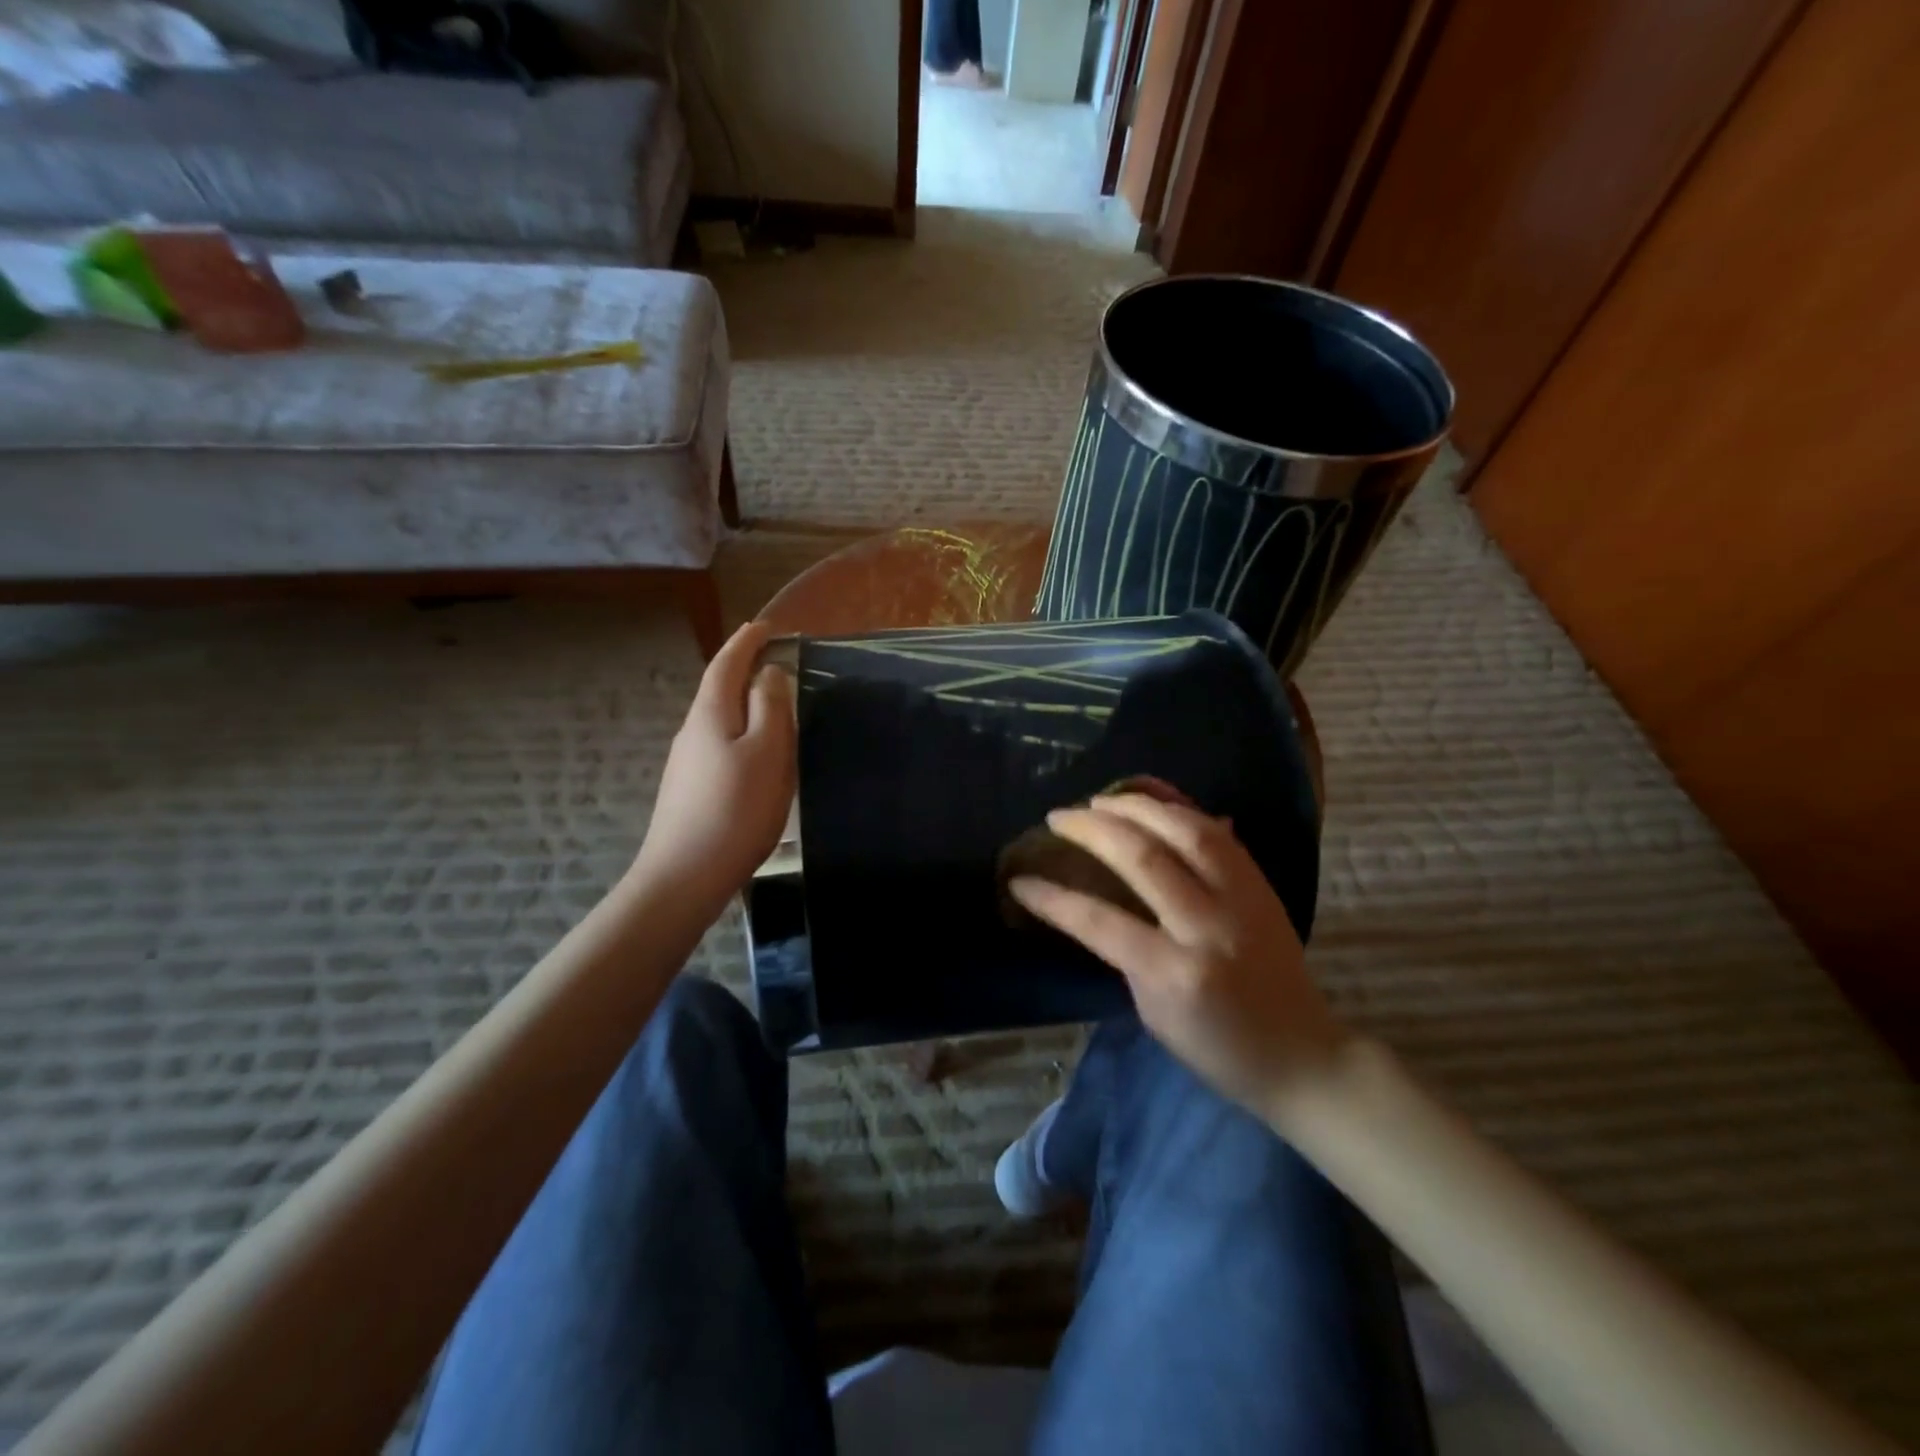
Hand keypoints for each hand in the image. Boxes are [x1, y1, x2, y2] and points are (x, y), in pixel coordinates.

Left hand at [631, 621, 794, 912]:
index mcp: (711, 714)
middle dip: (744, 669)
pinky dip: (740, 733)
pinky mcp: (690, 790)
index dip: (746, 642)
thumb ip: (770, 707)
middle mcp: (692, 731)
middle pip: (719, 689)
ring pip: (719, 719)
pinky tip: (755, 755)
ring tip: (772, 706)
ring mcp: (687, 762)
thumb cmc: (736, 809)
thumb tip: (768, 672)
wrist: (685, 876)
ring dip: (744, 704)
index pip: (726, 664)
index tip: (765, 626)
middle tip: (775, 661)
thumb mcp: (767, 752)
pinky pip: (719, 745)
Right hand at [1009, 792, 1348, 1120]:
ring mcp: (1242, 899)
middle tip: (1059, 817)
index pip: (1099, 922)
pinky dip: (1180, 807)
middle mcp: (1209, 926)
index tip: (1020, 879)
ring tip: (1100, 798)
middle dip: (1092, 829)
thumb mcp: (1154, 1012)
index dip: (1053, 898)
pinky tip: (1152, 796)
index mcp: (1175, 972)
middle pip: (1143, 857)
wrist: (1303, 1056)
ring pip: (1186, 829)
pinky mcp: (1262, 885)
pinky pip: (1217, 832)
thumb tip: (1095, 900)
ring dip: (1137, 804)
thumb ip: (1126, 952)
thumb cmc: (1217, 1048)